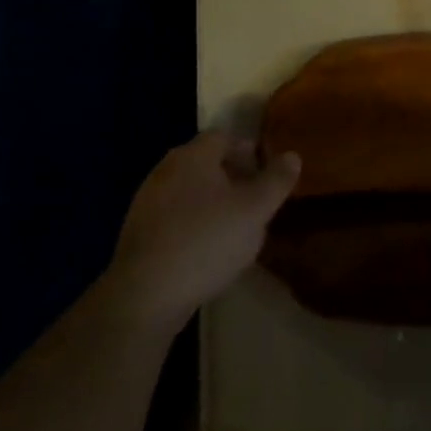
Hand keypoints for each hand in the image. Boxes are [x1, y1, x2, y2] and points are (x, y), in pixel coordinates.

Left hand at [111, 131, 300, 330]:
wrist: (146, 294)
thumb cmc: (207, 241)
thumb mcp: (256, 210)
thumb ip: (277, 180)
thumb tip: (292, 155)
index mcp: (193, 156)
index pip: (224, 137)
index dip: (249, 150)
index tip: (267, 173)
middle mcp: (165, 170)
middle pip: (205, 162)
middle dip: (232, 175)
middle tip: (256, 199)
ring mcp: (146, 201)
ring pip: (189, 190)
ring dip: (213, 201)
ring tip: (235, 227)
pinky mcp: (138, 232)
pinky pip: (174, 215)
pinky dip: (194, 222)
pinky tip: (207, 249)